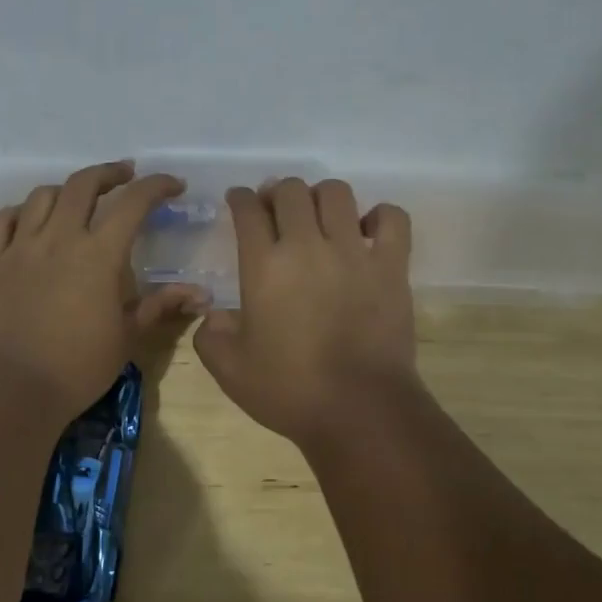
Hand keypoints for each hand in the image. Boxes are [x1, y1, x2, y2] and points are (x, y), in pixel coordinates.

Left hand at [0, 162, 205, 416]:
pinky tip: (29, 218)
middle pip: (83, 185)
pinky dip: (21, 211)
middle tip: (125, 176)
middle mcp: (59, 238)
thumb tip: (200, 294)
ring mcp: (20, 247)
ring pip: (42, 196)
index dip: (157, 186)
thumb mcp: (126, 338)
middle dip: (109, 174)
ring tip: (78, 198)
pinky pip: (2, 220)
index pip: (133, 204)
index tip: (173, 185)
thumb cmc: (76, 367)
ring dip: (66, 189)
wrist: (8, 388)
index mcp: (98, 255)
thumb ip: (160, 306)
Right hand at [194, 178, 418, 447]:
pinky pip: (391, 218)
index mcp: (264, 266)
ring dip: (321, 197)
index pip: (248, 210)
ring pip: (337, 193)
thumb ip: (210, 335)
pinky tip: (368, 231)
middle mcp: (307, 246)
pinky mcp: (392, 266)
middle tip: (276, 209)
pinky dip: (379, 216)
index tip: (239, 201)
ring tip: (319, 217)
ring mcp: (354, 252)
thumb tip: (213, 314)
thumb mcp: (229, 370)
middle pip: (292, 191)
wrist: (359, 410)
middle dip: (278, 192)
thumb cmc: (289, 390)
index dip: (240, 198)